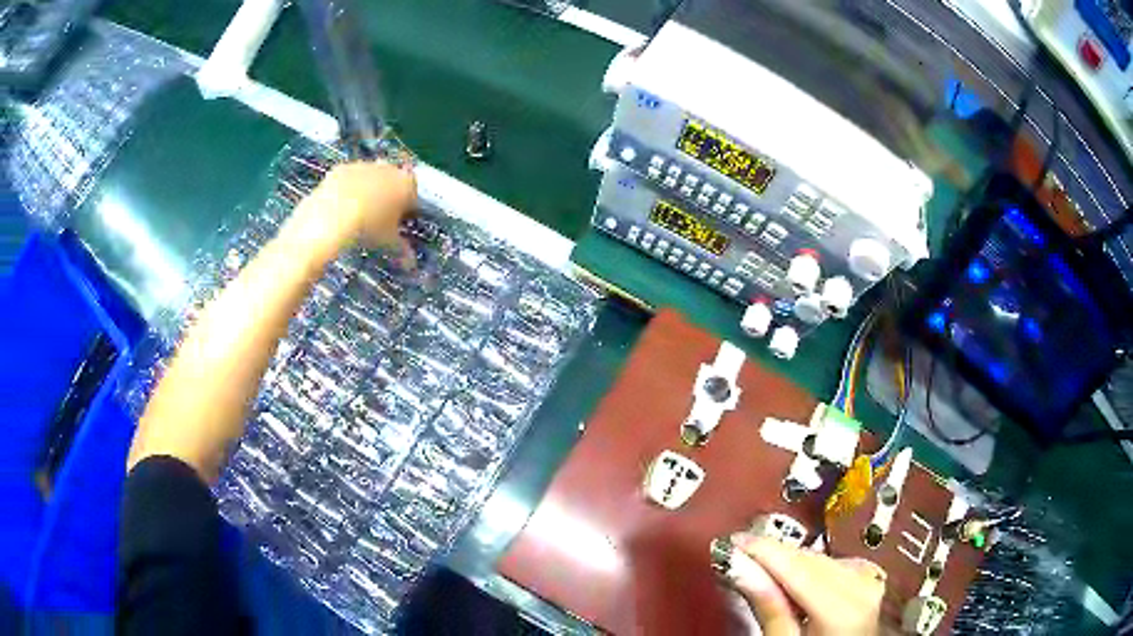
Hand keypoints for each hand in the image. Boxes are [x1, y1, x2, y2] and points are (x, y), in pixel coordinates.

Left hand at [291, 161, 416, 260]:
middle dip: (389, 194)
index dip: (408, 206)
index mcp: (406, 184)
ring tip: (359, 211)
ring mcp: (364, 166)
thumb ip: (402, 248)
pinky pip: (350, 177)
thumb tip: (410, 262)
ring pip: (371, 176)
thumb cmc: (368, 228)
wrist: (333, 216)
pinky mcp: (343, 168)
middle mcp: (388, 169)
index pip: (413, 192)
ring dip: (369, 188)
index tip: (402, 219)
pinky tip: (342, 204)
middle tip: (380, 215)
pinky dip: (349, 187)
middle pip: (393, 180)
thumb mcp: (387, 241)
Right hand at [717, 534, 885, 635]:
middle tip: (736, 553)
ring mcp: (870, 579)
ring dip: (788, 560)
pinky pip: (832, 562)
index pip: (797, 567)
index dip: (763, 551)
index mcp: (844, 608)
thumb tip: (742, 567)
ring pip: (819, 557)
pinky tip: (790, 574)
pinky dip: (807, 566)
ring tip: (759, 565)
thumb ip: (768, 607)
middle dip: (772, 555)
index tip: (734, 542)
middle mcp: (863, 586)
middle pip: (809, 560)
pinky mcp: (868, 577)